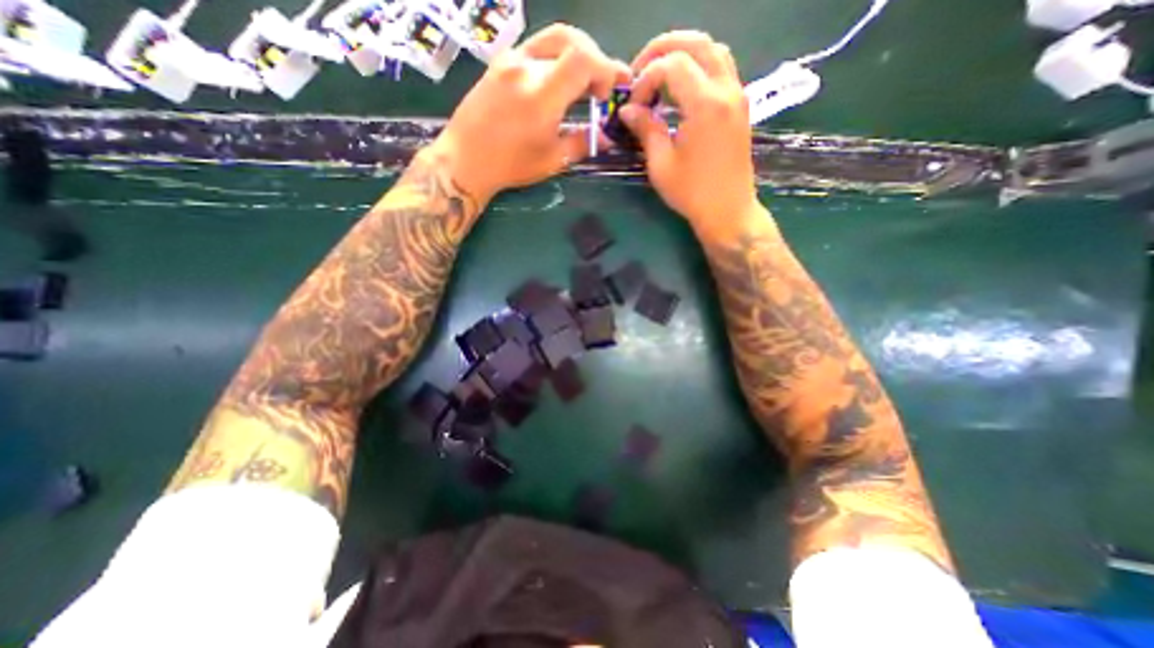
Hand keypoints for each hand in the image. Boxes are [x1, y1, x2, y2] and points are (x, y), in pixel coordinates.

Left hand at [422, 24, 627, 203]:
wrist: (465, 159)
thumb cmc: (510, 166)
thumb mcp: (552, 160)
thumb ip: (582, 143)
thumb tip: (605, 135)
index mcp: (542, 95)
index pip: (584, 59)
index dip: (606, 69)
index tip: (611, 91)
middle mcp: (526, 67)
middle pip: (571, 39)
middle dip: (594, 58)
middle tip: (599, 86)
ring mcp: (510, 60)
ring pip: (553, 38)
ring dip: (575, 54)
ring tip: (581, 82)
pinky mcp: (500, 63)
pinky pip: (535, 47)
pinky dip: (555, 57)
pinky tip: (556, 81)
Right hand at [617, 31, 763, 238]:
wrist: (728, 210)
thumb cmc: (692, 193)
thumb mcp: (661, 165)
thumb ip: (646, 130)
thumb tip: (628, 110)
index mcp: (705, 105)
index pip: (672, 65)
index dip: (646, 78)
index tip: (634, 105)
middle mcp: (726, 90)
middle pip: (696, 43)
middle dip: (662, 50)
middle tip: (639, 71)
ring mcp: (737, 95)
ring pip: (713, 50)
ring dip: (683, 54)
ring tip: (658, 76)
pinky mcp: (739, 105)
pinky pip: (721, 68)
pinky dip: (698, 67)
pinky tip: (681, 90)